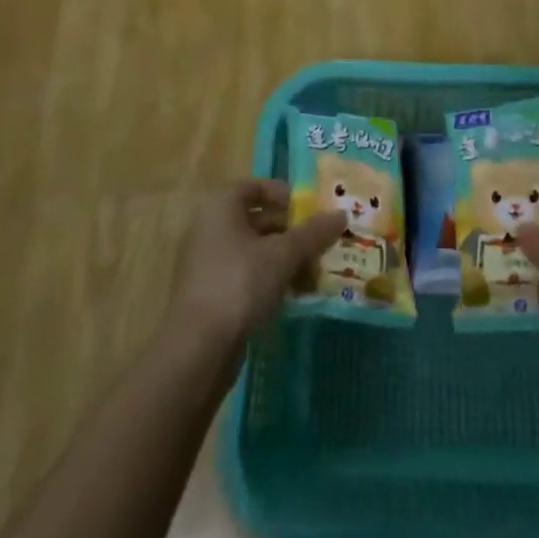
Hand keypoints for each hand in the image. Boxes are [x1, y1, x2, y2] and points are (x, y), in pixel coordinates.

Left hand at [169, 180, 345, 351]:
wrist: (198, 351)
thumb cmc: (239, 284)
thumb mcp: (282, 255)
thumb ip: (312, 233)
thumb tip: (341, 214)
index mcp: (221, 208)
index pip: (254, 187)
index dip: (282, 193)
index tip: (308, 208)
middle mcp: (210, 230)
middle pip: (257, 220)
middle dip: (290, 231)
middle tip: (319, 242)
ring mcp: (208, 265)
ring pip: (254, 252)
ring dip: (284, 259)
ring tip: (313, 272)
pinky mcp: (211, 297)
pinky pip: (246, 277)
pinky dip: (270, 281)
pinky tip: (293, 296)